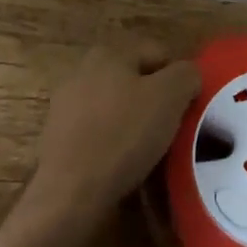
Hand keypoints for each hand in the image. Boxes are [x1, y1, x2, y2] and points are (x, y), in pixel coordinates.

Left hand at [24, 44, 200, 234]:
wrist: (69, 194)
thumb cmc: (123, 135)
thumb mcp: (170, 96)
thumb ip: (187, 75)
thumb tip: (188, 76)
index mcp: (109, 52)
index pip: (159, 54)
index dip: (179, 79)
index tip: (188, 110)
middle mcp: (82, 71)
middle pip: (136, 81)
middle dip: (156, 102)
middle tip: (173, 131)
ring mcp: (66, 106)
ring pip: (117, 109)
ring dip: (135, 125)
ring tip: (152, 154)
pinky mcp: (58, 140)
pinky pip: (99, 135)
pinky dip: (114, 146)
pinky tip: (125, 168)